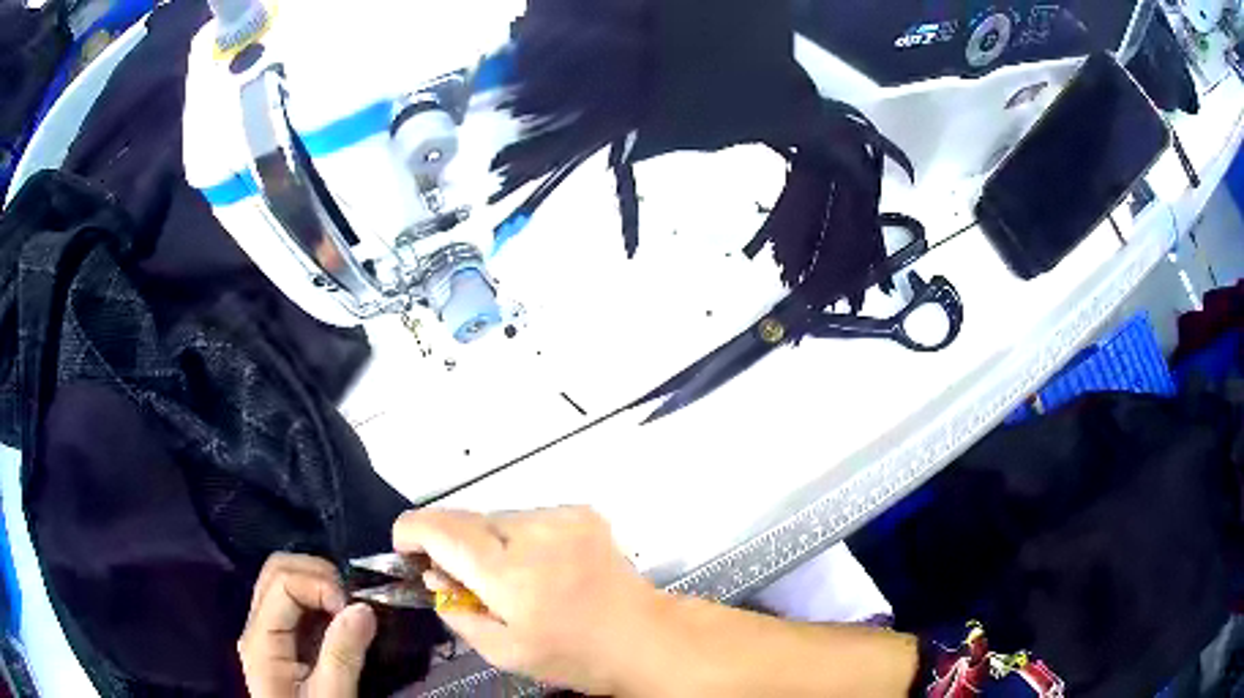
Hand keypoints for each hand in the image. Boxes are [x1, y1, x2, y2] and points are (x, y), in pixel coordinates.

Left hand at [238, 554, 376, 696]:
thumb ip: (343, 655)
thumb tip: (363, 607)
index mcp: (261, 640)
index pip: (282, 582)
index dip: (320, 585)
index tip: (354, 609)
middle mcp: (257, 627)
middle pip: (276, 571)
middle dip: (318, 575)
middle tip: (353, 602)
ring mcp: (268, 632)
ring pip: (285, 581)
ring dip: (320, 585)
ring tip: (350, 609)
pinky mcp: (282, 641)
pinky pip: (296, 603)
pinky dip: (321, 601)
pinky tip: (341, 620)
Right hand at [393, 507, 659, 694]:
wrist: (642, 636)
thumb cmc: (572, 654)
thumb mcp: (502, 651)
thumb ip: (456, 611)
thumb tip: (433, 578)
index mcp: (508, 573)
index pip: (440, 529)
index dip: (412, 531)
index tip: (405, 546)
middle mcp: (532, 534)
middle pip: (465, 519)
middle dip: (453, 544)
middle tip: (463, 578)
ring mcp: (560, 517)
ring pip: (497, 517)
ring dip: (489, 541)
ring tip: (513, 577)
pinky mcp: (581, 511)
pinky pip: (529, 516)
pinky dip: (521, 537)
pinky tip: (541, 565)